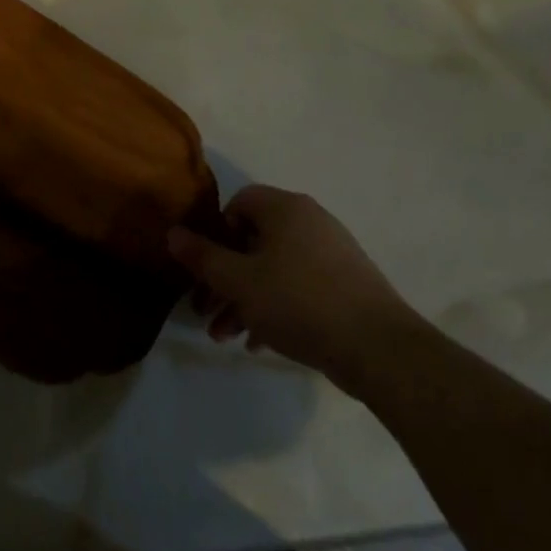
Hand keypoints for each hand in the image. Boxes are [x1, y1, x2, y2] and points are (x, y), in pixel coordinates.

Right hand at [168, 185, 421, 389]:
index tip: (204, 267)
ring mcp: (332, 252)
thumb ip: (202, 257)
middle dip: (224, 278)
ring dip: (245, 299)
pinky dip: (275, 307)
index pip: (239, 202)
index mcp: (284, 208)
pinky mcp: (347, 283)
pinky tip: (259, 343)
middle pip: (253, 241)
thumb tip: (172, 233)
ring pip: (274, 268)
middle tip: (205, 312)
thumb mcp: (238, 281)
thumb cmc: (299, 302)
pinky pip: (299, 286)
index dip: (215, 233)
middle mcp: (309, 220)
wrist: (378, 348)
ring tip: (226, 337)